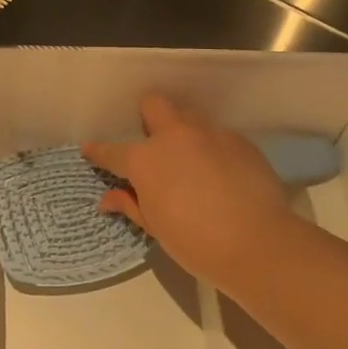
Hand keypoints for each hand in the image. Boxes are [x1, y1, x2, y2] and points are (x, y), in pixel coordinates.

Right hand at [83, 95, 294, 286]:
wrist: (257, 243)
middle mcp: (174, 137)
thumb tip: (108, 198)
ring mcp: (210, 134)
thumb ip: (131, 205)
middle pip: (154, 105)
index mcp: (145, 159)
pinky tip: (222, 175)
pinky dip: (213, 150)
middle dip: (148, 117)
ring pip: (189, 116)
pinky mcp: (240, 141)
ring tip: (191, 161)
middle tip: (153, 144)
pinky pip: (218, 136)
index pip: (112, 151)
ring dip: (183, 132)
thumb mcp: (155, 227)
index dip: (98, 151)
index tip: (90, 150)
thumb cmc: (195, 242)